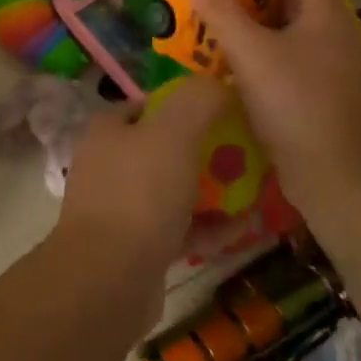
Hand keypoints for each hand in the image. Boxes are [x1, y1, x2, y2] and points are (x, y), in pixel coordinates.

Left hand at [54, 74, 227, 278]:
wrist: (108, 278)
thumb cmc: (139, 194)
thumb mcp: (173, 133)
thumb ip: (198, 101)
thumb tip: (217, 82)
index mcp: (108, 130)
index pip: (148, 105)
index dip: (185, 104)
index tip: (224, 111)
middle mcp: (108, 164)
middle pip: (163, 148)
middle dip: (204, 150)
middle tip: (245, 152)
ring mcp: (119, 208)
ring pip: (172, 190)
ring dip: (210, 191)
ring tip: (252, 190)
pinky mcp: (135, 247)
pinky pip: (177, 228)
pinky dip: (206, 227)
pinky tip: (240, 228)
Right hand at [185, 0, 360, 206]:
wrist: (332, 174)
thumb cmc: (292, 101)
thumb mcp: (249, 51)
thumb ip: (219, 10)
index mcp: (326, 13)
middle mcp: (334, 32)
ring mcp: (331, 64)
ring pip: (287, 30)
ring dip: (252, 24)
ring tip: (213, 23)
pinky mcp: (322, 91)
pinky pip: (288, 57)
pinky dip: (261, 52)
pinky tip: (231, 62)